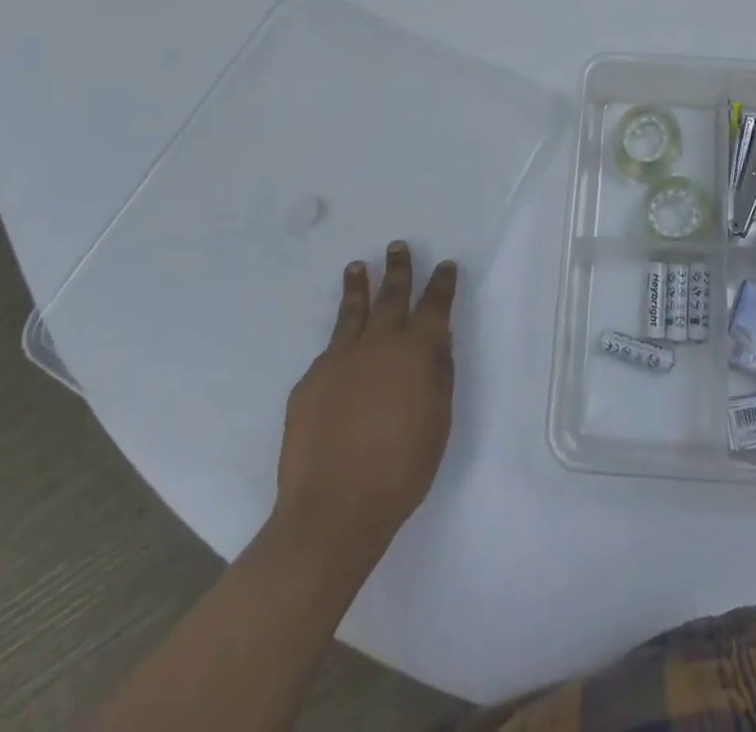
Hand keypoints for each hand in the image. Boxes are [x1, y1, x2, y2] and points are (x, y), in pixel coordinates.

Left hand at [275, 243, 456, 548]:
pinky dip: (340, 340)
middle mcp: (378, 344)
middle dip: (399, 269)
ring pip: (352, 311)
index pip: (434, 305)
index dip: (442, 283)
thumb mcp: (439, 419)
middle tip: (398, 246)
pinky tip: (341, 345)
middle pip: (391, 295)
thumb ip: (439, 374)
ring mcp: (338, 359)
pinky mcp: (309, 381)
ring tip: (358, 266)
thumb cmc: (401, 469)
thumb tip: (437, 342)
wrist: (333, 508)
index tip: (446, 265)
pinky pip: (330, 350)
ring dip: (359, 286)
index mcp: (415, 352)